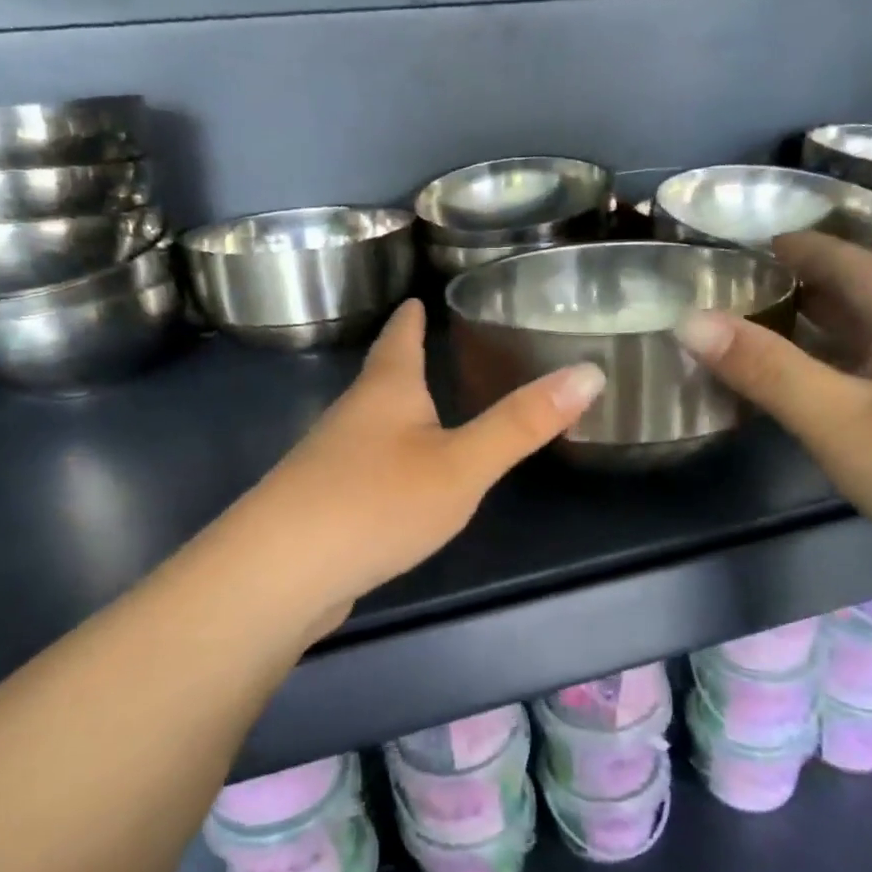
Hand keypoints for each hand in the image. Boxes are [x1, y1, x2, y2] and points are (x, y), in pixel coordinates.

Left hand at [228, 299, 604, 623]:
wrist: (281, 573)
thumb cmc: (379, 502)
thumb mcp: (463, 464)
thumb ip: (521, 424)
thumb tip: (590, 371)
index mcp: (386, 392)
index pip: (399, 339)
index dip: (411, 319)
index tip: (416, 298)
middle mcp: (351, 417)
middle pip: (379, 380)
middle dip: (402, 365)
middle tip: (430, 352)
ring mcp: (328, 463)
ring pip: (368, 427)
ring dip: (392, 416)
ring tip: (419, 415)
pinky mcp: (320, 506)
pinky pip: (360, 470)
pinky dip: (383, 464)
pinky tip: (393, 487)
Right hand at [673, 233, 871, 629]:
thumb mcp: (842, 421)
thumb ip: (767, 371)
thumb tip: (689, 318)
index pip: (855, 263)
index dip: (806, 247)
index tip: (754, 241)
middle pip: (865, 299)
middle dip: (806, 286)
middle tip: (743, 290)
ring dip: (820, 332)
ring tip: (764, 336)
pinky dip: (835, 375)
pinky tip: (814, 400)